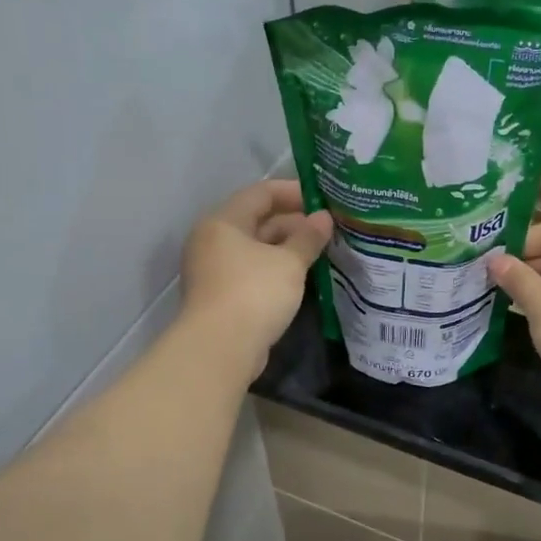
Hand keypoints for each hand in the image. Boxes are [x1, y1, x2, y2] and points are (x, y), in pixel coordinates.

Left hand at [181, 180, 331, 374]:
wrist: (221, 348)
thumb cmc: (254, 293)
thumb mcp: (288, 263)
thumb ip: (308, 238)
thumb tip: (324, 218)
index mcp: (224, 222)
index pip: (260, 193)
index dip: (293, 192)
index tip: (323, 199)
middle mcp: (213, 241)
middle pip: (256, 221)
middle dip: (293, 223)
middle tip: (327, 229)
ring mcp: (214, 270)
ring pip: (255, 249)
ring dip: (286, 248)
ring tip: (320, 251)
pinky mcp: (221, 296)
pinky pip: (252, 272)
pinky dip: (275, 270)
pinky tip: (301, 276)